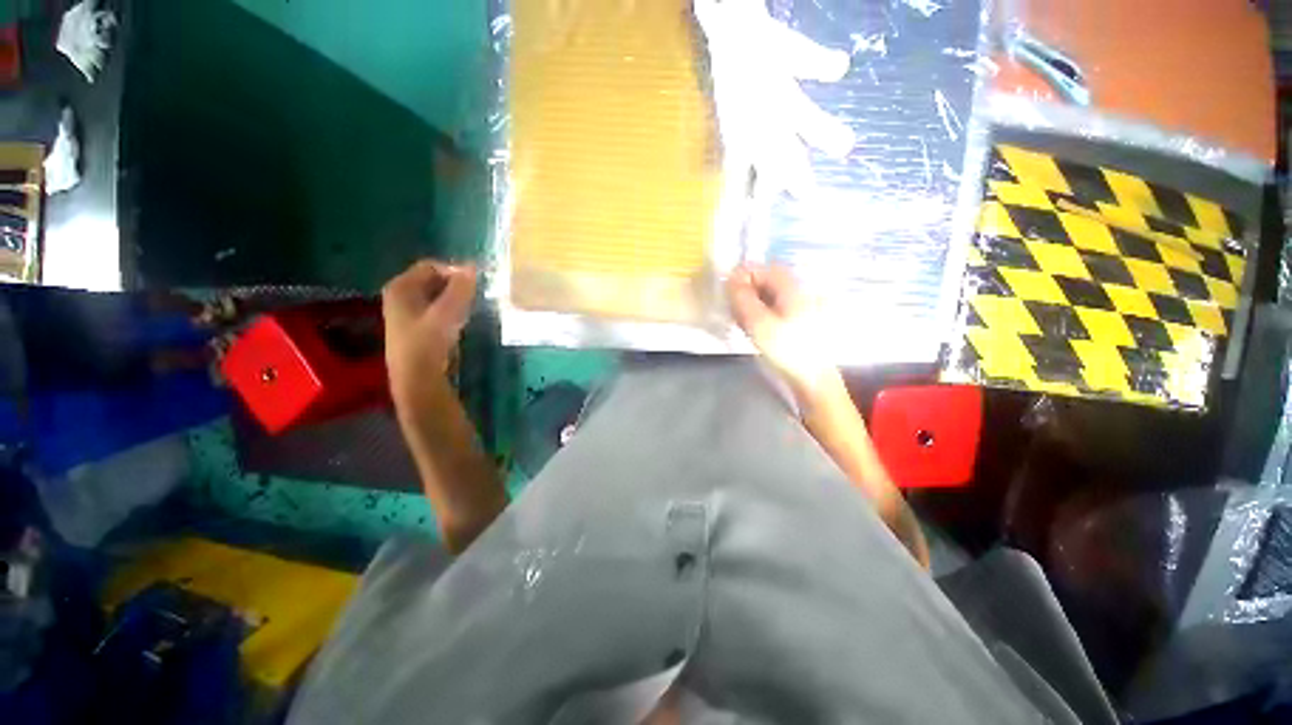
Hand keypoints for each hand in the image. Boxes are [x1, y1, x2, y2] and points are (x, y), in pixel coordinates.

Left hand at [382, 260, 476, 394]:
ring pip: (436, 296)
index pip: (431, 266)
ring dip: (455, 300)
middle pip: (433, 280)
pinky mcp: (416, 327)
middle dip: (455, 286)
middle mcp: (400, 295)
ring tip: (469, 311)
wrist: (417, 380)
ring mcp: (406, 312)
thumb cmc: (428, 343)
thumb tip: (472, 267)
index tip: (474, 285)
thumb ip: (460, 289)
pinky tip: (460, 323)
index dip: (454, 272)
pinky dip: (450, 312)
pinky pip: (436, 310)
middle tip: (474, 298)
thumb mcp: (447, 313)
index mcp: (400, 287)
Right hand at [726, 263, 838, 399]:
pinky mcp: (793, 323)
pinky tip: (750, 327)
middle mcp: (797, 293)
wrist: (810, 378)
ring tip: (738, 319)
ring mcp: (797, 308)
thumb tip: (731, 279)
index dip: (744, 274)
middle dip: (746, 290)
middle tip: (730, 306)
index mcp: (792, 289)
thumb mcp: (758, 323)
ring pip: (768, 296)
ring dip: (750, 303)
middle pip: (767, 281)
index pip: (765, 269)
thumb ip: (742, 298)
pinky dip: (758, 313)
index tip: (727, 290)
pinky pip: (772, 309)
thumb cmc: (785, 349)